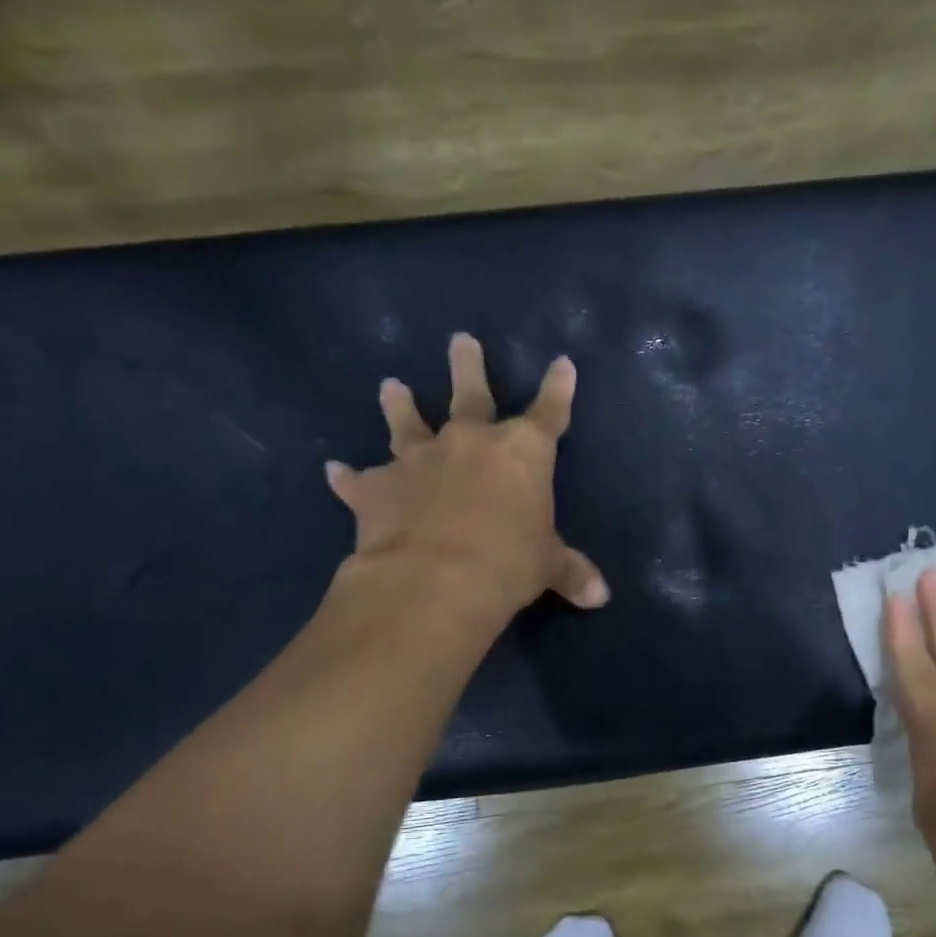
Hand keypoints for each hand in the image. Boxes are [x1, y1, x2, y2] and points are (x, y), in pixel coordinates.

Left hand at [324, 333, 608, 615]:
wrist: (435, 579)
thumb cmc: (507, 563)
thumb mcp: (547, 568)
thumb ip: (571, 572)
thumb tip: (601, 596)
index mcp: (520, 453)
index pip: (548, 412)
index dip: (558, 388)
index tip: (562, 363)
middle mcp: (468, 443)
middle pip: (470, 395)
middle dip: (468, 366)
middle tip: (460, 340)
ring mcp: (418, 460)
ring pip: (407, 423)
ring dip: (399, 405)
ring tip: (391, 386)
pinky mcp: (377, 489)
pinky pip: (358, 480)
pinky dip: (349, 478)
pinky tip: (335, 470)